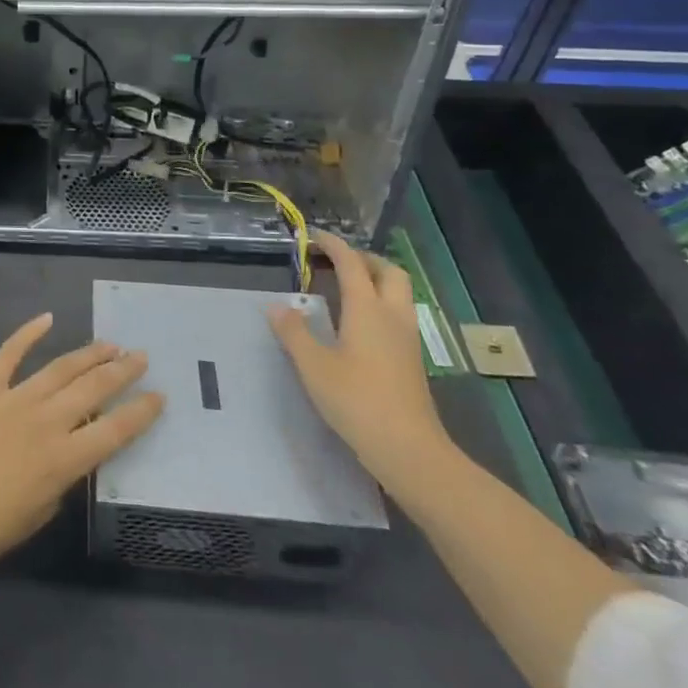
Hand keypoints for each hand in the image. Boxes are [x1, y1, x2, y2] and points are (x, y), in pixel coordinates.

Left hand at [0, 314, 164, 570]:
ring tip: (109, 343)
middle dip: (121, 371)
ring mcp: (14, 398)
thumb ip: (61, 480)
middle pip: (93, 389)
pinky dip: (28, 333)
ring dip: (88, 354)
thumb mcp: (38, 514)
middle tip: (140, 356)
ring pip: (60, 367)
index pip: (115, 430)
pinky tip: (47, 319)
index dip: (141, 412)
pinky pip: (9, 352)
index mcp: (63, 460)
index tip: (159, 396)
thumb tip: (69, 454)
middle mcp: (46, 421)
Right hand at [269, 229, 452, 492]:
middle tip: (335, 262)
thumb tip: (277, 306)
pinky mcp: (411, 360)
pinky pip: (398, 315)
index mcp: (367, 309)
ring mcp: (407, 339)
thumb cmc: (357, 401)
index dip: (332, 245)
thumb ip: (293, 332)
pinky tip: (357, 323)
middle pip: (388, 271)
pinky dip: (379, 304)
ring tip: (344, 288)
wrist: (409, 450)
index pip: (351, 263)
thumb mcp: (313, 366)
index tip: (313, 237)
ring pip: (398, 293)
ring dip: (375, 281)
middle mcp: (392, 316)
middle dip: (363, 259)